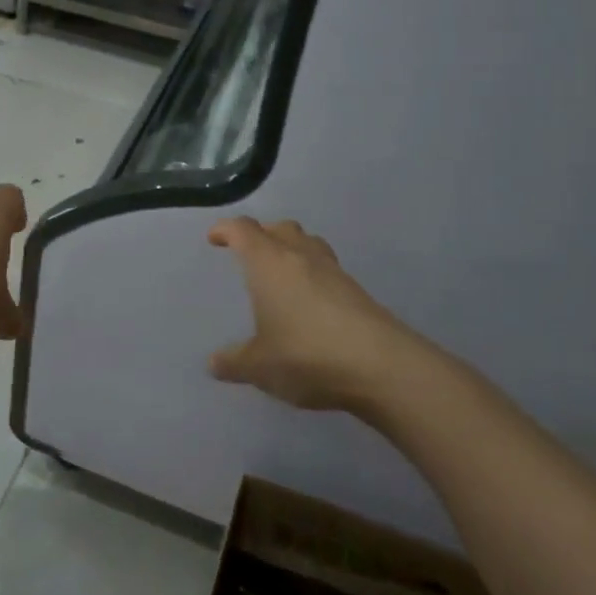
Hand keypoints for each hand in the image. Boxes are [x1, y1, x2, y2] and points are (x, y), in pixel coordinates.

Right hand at [207, 217, 445, 412]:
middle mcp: (301, 257)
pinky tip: (310, 302)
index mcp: (269, 263)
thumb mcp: (259, 366)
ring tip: (281, 272)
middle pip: (280, 228)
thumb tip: (213, 363)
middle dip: (262, 234)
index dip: (226, 230)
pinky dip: (313, 274)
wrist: (382, 366)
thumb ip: (234, 362)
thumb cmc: (307, 355)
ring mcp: (334, 272)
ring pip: (308, 243)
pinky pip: (327, 268)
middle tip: (248, 253)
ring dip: (291, 248)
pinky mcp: (358, 291)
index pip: (243, 230)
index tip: (214, 238)